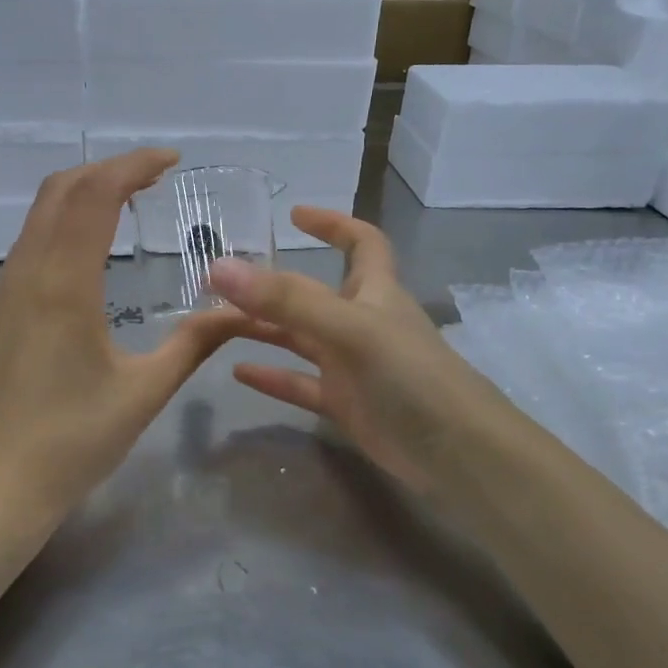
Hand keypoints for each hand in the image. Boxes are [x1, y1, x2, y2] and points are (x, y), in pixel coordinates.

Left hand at [0, 149, 243, 531]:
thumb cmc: (75, 442)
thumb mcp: (145, 391)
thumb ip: (195, 343)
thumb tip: (243, 311)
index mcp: (63, 286)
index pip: (94, 197)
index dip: (132, 166)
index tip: (171, 159)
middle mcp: (27, 274)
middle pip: (60, 191)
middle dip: (107, 169)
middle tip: (155, 175)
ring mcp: (6, 290)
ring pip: (39, 214)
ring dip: (82, 193)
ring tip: (129, 200)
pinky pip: (30, 241)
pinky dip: (63, 221)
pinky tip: (92, 245)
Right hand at [209, 207, 520, 497]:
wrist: (454, 452)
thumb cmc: (410, 375)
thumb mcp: (349, 328)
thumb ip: (287, 300)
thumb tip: (220, 267)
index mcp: (375, 291)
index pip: (361, 242)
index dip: (333, 224)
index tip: (294, 215)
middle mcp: (361, 321)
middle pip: (311, 293)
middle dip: (270, 286)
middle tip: (219, 283)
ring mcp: (352, 364)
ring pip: (299, 338)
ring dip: (262, 329)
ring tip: (213, 324)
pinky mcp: (345, 403)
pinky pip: (300, 383)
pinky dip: (271, 377)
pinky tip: (237, 374)